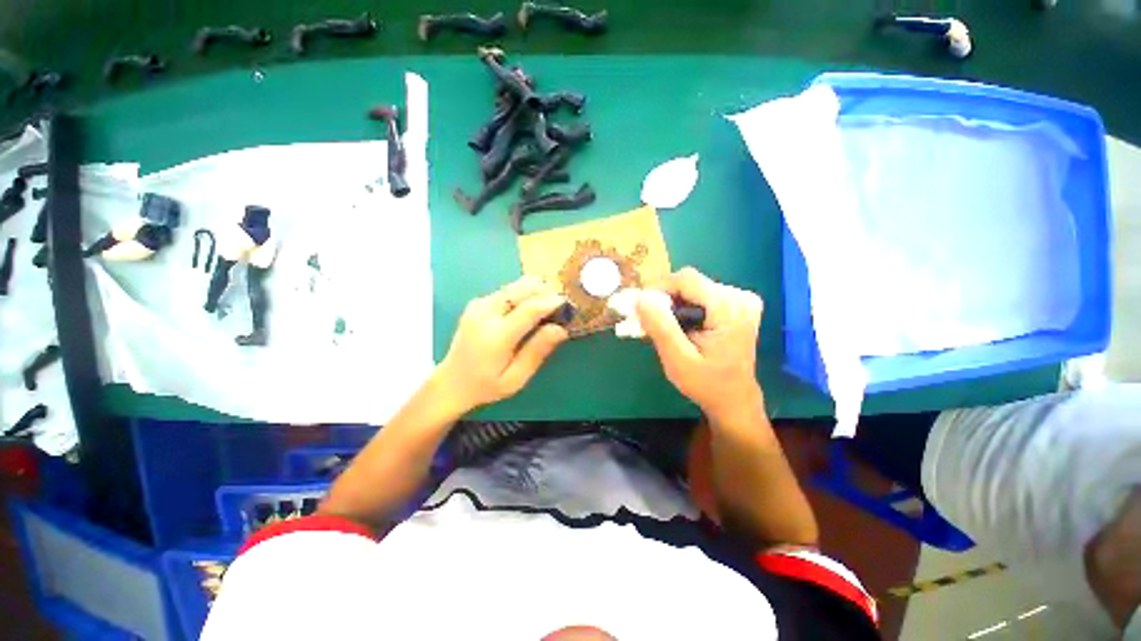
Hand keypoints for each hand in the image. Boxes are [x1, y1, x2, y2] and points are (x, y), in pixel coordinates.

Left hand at [437, 276, 568, 411]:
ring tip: (546, 307)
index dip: (551, 302)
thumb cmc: (486, 386)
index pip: (529, 308)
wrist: (452, 381)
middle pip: (522, 288)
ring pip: (515, 286)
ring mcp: (479, 305)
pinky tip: (528, 310)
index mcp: (496, 335)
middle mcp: (485, 313)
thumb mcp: (515, 378)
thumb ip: (537, 351)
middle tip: (559, 305)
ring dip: (534, 291)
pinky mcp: (478, 302)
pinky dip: (522, 295)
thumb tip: (561, 329)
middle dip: (545, 291)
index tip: (568, 303)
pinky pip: (507, 291)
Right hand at [636, 267, 764, 418]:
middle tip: (654, 325)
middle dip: (667, 300)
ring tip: (670, 330)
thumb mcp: (678, 359)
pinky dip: (685, 307)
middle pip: (689, 283)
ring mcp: (741, 299)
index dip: (659, 289)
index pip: (686, 279)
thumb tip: (640, 298)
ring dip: (675, 305)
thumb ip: (660, 327)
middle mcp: (740, 297)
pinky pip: (701, 295)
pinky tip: (684, 327)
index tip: (643, 310)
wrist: (733, 398)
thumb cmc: (706, 383)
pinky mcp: (737, 303)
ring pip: (693, 288)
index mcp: (730, 308)